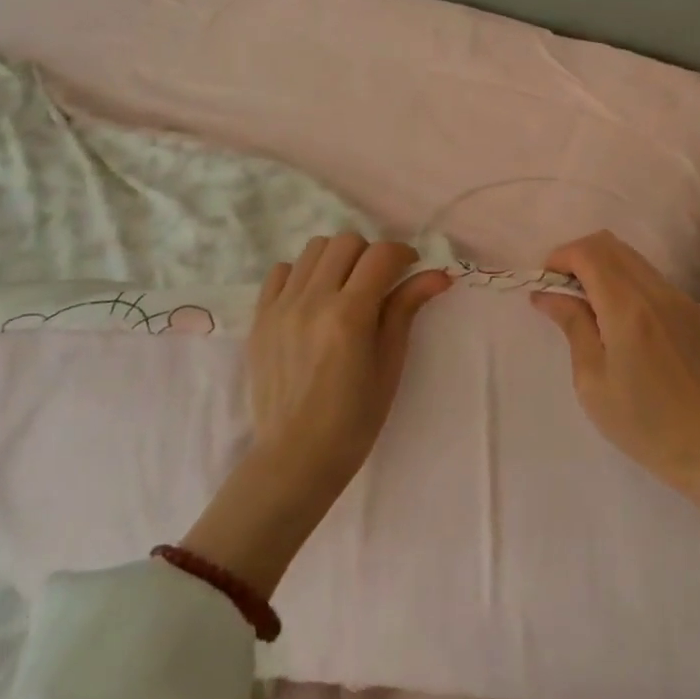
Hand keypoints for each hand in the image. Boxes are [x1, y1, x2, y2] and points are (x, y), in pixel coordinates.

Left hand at [183, 234, 448, 598]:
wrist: (296, 457)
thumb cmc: (355, 418)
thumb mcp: (390, 364)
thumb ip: (407, 309)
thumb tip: (439, 274)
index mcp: (350, 315)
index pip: (381, 255)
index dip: (403, 254)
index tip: (410, 268)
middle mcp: (313, 300)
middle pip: (346, 241)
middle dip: (370, 253)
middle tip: (378, 281)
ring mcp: (281, 306)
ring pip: (314, 249)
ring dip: (337, 259)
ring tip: (344, 287)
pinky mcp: (260, 317)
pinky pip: (281, 271)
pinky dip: (302, 274)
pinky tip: (312, 299)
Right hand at [531, 231, 699, 511]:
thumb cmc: (644, 424)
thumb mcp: (592, 381)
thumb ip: (572, 326)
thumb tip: (547, 294)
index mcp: (628, 309)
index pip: (588, 252)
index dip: (559, 258)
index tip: (546, 286)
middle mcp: (657, 291)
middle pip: (609, 244)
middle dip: (578, 258)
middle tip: (563, 293)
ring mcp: (681, 299)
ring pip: (632, 258)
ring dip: (603, 268)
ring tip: (589, 307)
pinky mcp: (695, 312)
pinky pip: (652, 278)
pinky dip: (627, 282)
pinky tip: (621, 321)